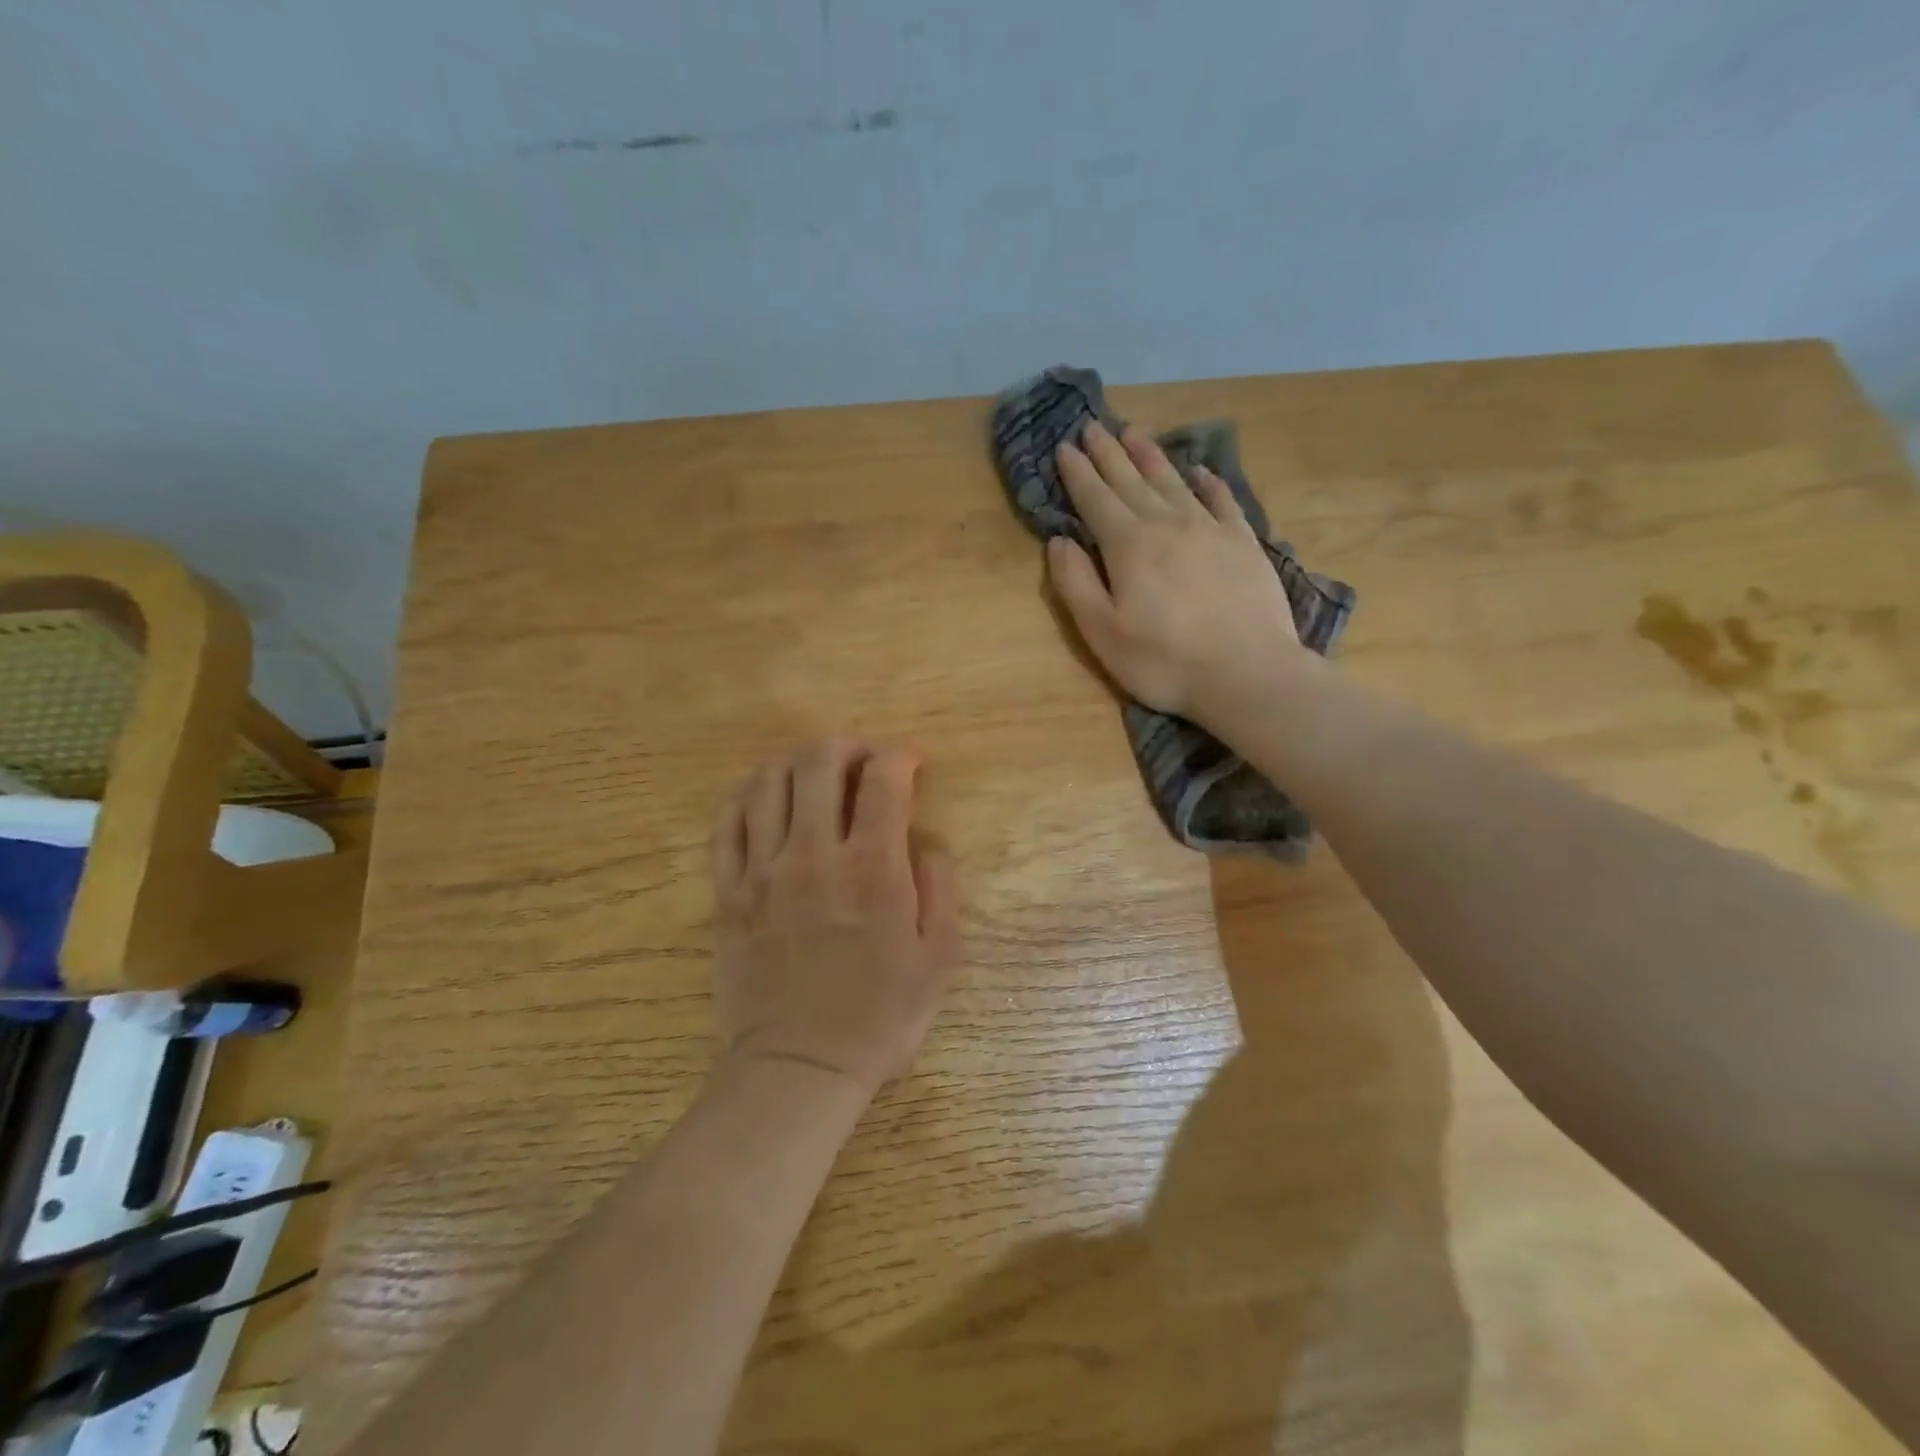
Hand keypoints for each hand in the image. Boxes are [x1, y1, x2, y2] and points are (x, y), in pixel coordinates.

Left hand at [709, 740, 960, 1093]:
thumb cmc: (880, 1017)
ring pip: (768, 782)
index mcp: (872, 869)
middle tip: (862, 760)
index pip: (884, 780)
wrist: (799, 1067)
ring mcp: (763, 872)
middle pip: (819, 763)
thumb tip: (926, 844)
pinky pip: (726, 824)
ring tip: (813, 776)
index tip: (910, 764)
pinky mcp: (728, 893)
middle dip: (847, 746)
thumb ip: (941, 889)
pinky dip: (745, 797)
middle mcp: (814, 855)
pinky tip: (763, 800)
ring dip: (796, 764)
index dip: (901, 757)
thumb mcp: (940, 959)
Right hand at [1047, 421, 1313, 732]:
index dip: (1077, 473)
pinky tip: (1200, 472)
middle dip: (1109, 453)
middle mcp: (1167, 524)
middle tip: (1094, 426)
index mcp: (1128, 545)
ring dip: (1151, 456)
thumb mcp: (1102, 632)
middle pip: (1131, 480)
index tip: (1065, 447)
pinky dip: (1208, 482)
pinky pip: (1222, 500)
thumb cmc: (1164, 661)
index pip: (1096, 499)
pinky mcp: (1244, 542)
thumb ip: (1075, 583)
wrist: (1247, 673)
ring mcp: (1210, 529)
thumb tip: (1059, 540)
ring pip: (1174, 482)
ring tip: (1135, 431)